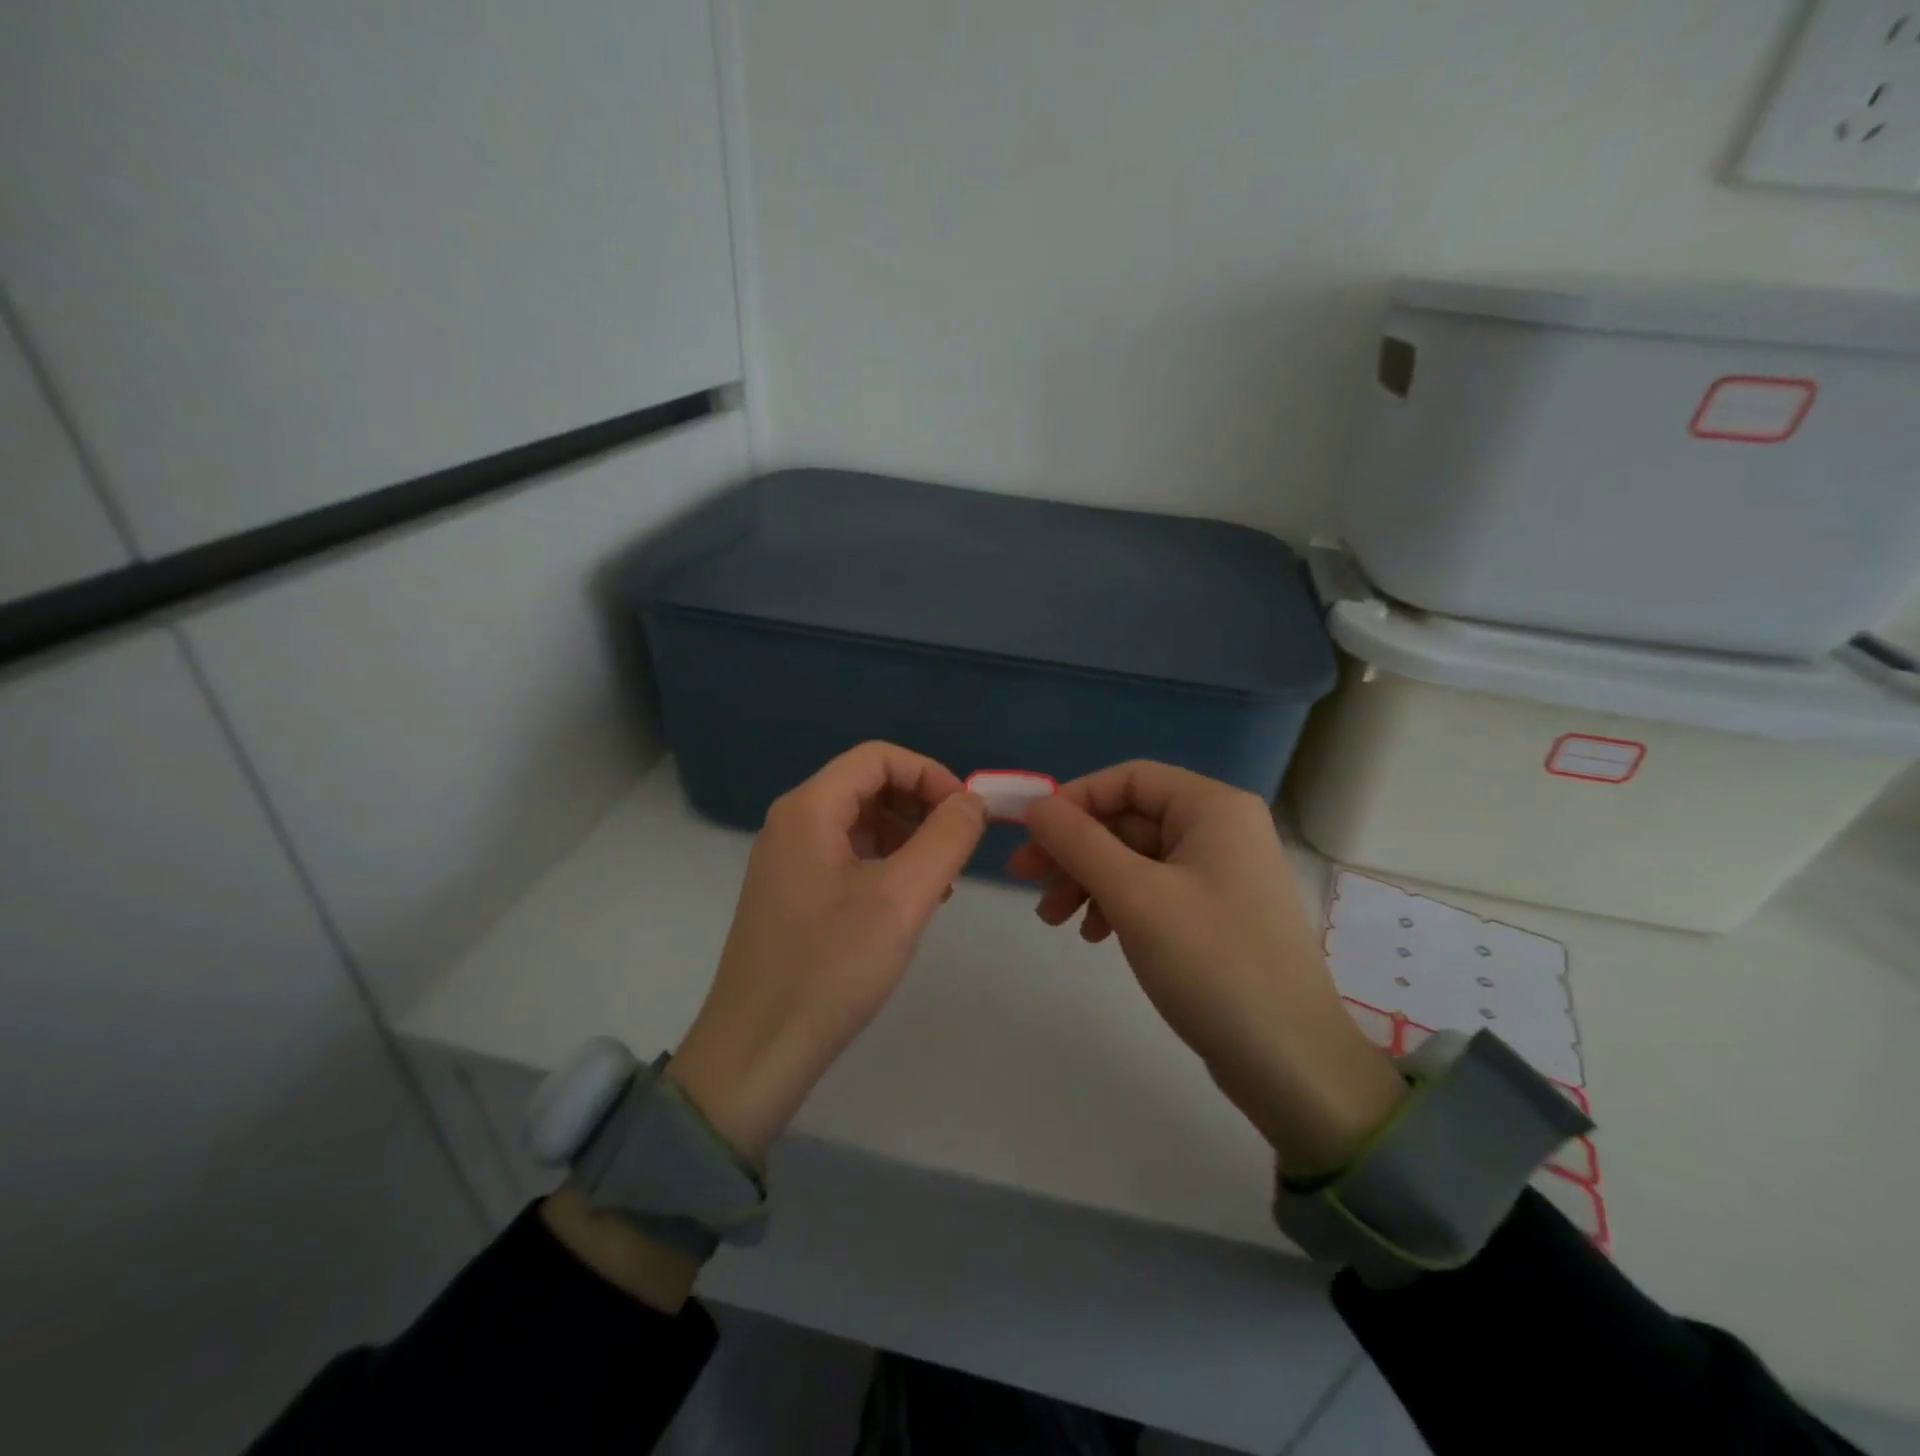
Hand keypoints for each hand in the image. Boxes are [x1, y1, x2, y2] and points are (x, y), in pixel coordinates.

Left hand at [667, 742, 987, 1164]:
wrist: (756, 1051)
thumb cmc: (830, 968)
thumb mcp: (901, 898)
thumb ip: (946, 838)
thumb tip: (972, 800)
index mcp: (809, 808)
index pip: (878, 757)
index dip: (930, 774)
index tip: (968, 815)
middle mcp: (793, 822)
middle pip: (869, 785)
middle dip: (921, 806)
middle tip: (959, 849)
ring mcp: (790, 860)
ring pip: (862, 823)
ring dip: (909, 837)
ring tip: (941, 882)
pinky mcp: (794, 894)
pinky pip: (848, 857)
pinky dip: (887, 865)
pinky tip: (910, 902)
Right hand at [1008, 762, 1406, 1172]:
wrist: (1289, 1061)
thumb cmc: (1211, 962)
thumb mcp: (1134, 895)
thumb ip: (1078, 842)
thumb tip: (1035, 805)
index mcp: (1213, 808)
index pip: (1128, 779)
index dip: (1073, 800)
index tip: (1030, 835)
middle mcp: (1220, 829)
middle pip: (1128, 819)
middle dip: (1074, 849)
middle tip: (1026, 882)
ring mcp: (1220, 873)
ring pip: (1135, 857)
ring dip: (1088, 880)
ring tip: (1054, 920)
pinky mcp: (1215, 913)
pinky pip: (1152, 889)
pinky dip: (1116, 904)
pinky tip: (1095, 935)